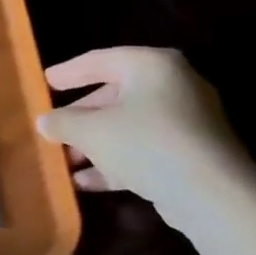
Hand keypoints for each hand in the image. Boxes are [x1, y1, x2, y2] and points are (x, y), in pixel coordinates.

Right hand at [35, 47, 250, 217]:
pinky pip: (144, 150)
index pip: (100, 60)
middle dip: (80, 117)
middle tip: (53, 128)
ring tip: (65, 161)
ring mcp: (186, 122)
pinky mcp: (191, 154)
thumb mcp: (89, 130)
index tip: (45, 82)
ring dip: (94, 144)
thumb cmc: (143, 143)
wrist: (210, 194)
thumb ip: (62, 122)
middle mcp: (173, 86)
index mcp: (151, 66)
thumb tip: (45, 121)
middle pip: (115, 96)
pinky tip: (86, 182)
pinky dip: (116, 162)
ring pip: (128, 126)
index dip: (69, 72)